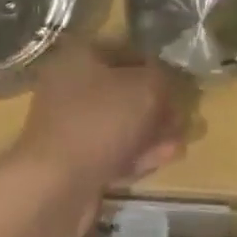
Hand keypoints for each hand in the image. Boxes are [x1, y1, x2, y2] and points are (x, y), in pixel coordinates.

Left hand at [0, 40, 190, 236]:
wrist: (54, 185)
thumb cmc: (99, 121)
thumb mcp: (143, 89)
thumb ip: (161, 79)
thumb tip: (166, 82)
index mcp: (79, 56)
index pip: (124, 51)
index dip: (154, 65)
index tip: (178, 82)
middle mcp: (69, 85)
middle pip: (122, 90)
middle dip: (156, 104)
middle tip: (182, 115)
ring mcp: (69, 125)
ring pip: (119, 123)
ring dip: (151, 131)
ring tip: (181, 139)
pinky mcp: (73, 160)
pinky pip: (111, 150)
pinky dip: (137, 153)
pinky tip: (165, 158)